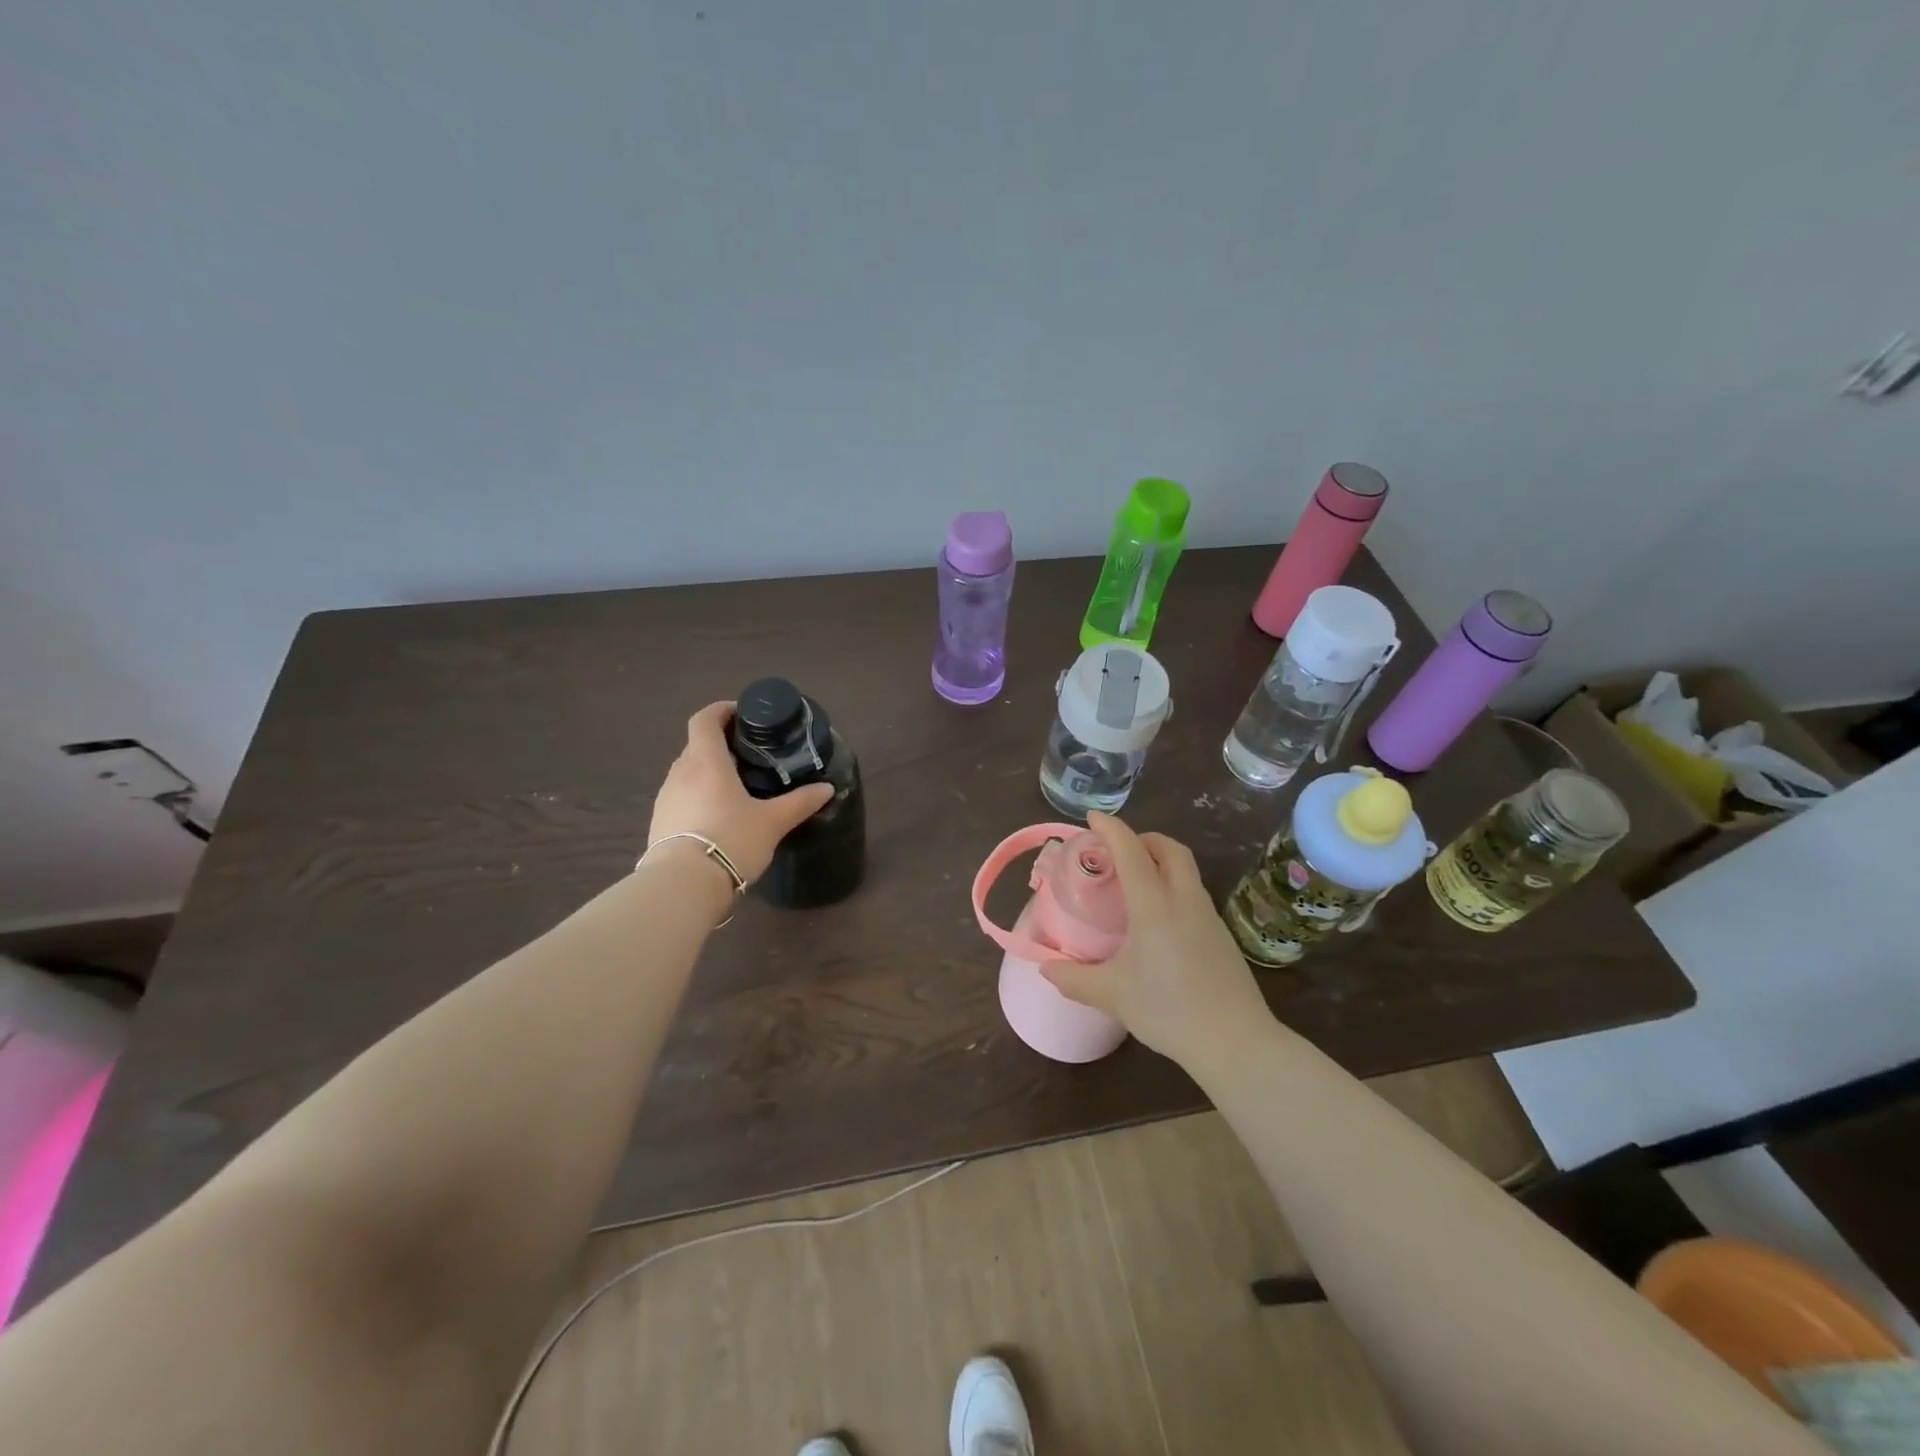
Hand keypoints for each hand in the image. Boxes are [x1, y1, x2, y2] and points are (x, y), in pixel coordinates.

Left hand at [648, 701, 834, 884]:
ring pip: (687, 772)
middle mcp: (680, 772)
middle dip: (720, 743)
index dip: (721, 710)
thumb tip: (827, 788)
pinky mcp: (658, 822)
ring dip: (707, 771)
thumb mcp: (773, 822)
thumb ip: (800, 802)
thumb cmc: (731, 840)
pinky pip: (680, 797)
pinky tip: (717, 817)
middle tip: (749, 755)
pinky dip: (697, 796)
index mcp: (706, 761)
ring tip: (735, 787)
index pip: (704, 719)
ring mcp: (665, 798)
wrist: (683, 886)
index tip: (742, 714)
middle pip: (696, 745)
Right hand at [1041, 812, 1275, 1066]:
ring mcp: (1208, 917)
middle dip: (1144, 839)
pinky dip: (1173, 887)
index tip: (1092, 818)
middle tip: (1119, 850)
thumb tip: (1045, 966)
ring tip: (1135, 883)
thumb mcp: (1112, 995)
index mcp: (1154, 905)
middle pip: (1170, 850)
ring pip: (1186, 871)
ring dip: (1161, 862)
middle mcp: (1185, 900)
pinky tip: (1159, 920)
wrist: (1235, 1043)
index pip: (1131, 851)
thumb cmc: (1168, 1011)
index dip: (1111, 829)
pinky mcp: (1221, 936)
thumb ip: (1074, 978)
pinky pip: (1193, 895)